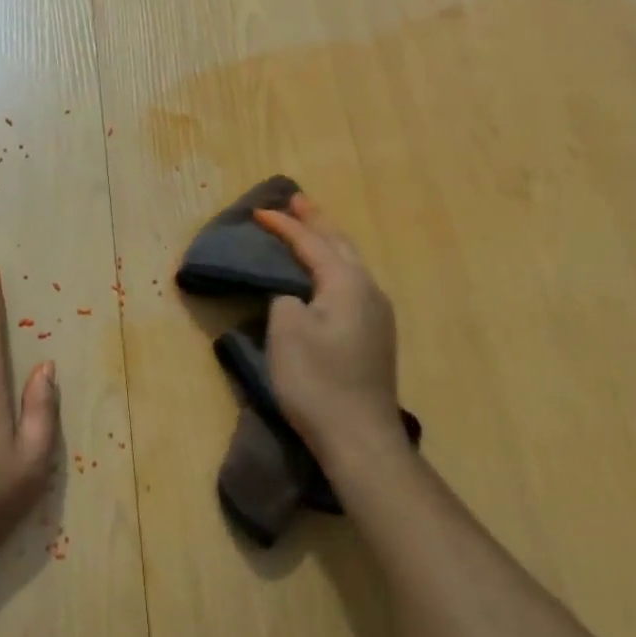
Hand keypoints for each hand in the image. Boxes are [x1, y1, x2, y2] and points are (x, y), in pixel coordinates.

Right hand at [254, 195, 402, 457]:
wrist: (359, 436)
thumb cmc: (317, 380)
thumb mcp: (287, 331)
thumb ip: (286, 299)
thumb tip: (294, 295)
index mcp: (347, 282)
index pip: (311, 243)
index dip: (284, 226)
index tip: (258, 211)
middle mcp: (369, 290)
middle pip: (340, 244)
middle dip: (316, 221)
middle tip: (296, 201)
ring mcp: (377, 314)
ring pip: (350, 264)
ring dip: (328, 242)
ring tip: (310, 229)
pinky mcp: (375, 335)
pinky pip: (352, 284)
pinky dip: (334, 267)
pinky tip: (326, 274)